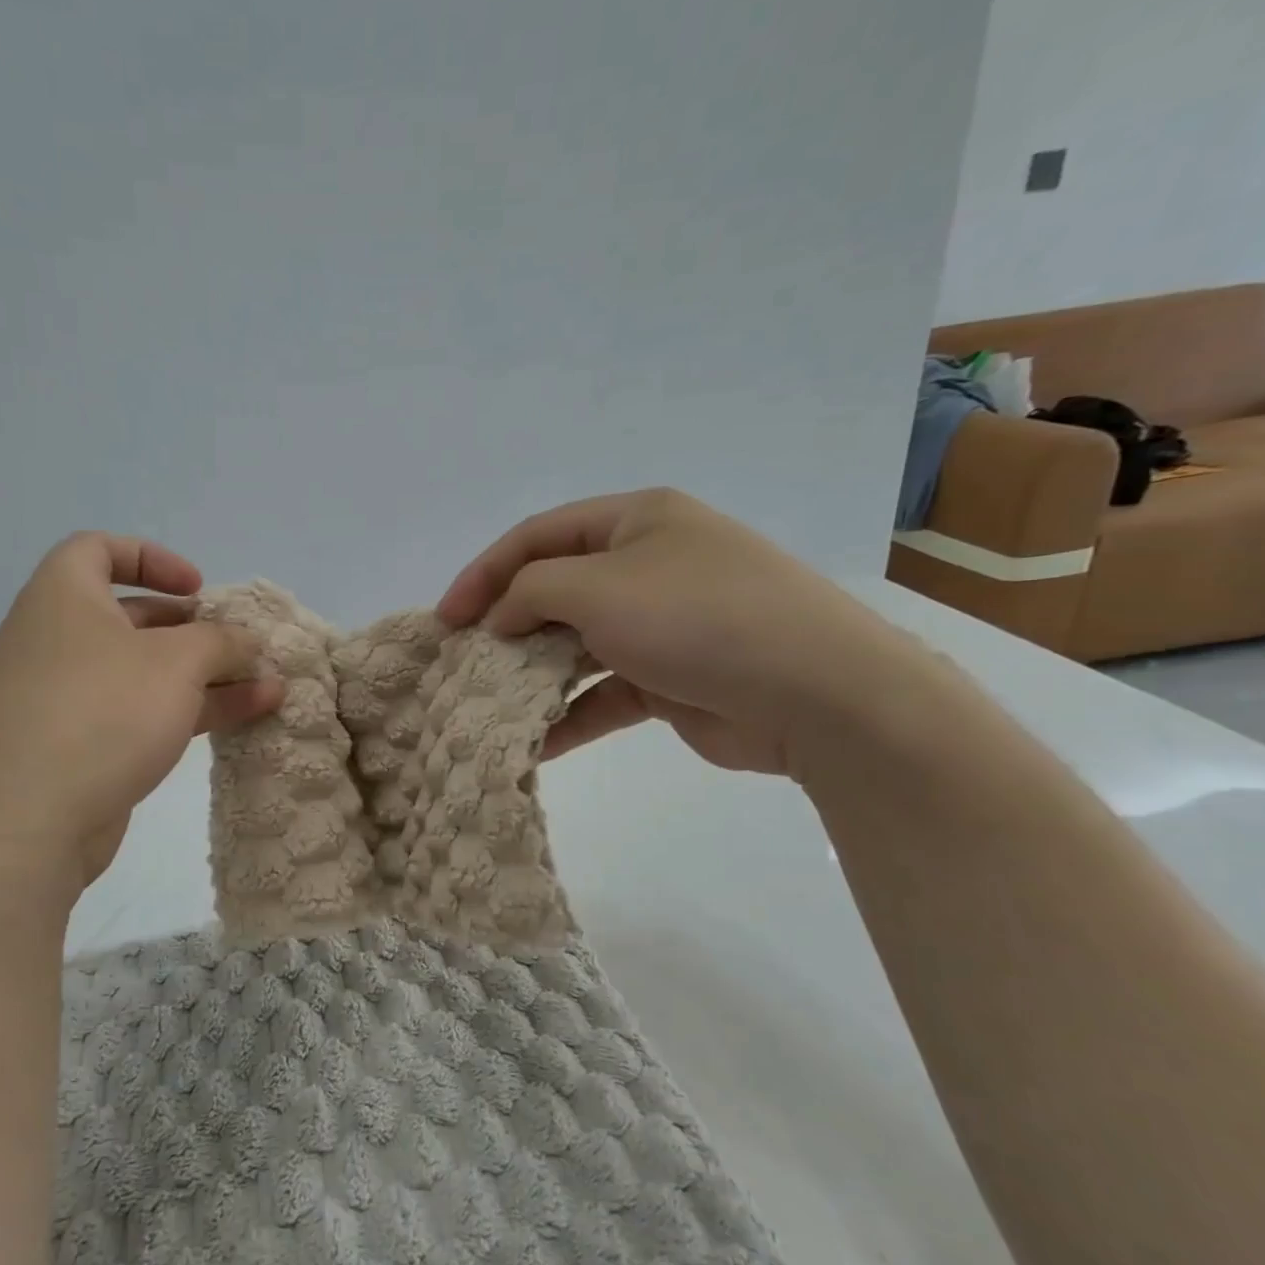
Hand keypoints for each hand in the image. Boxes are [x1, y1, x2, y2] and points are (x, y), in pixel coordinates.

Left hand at [0, 532, 282, 890]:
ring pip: (144, 673)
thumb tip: (248, 642)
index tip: (197, 588)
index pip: (98, 550)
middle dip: (195, 631)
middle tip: (240, 647)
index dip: (152, 558)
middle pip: (133, 618)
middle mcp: (57, 640)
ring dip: (206, 677)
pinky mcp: (79, 747)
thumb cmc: (102, 712)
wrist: (26, 822)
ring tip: (268, 689)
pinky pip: (139, 714)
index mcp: (63, 597)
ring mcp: (65, 698)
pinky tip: (241, 722)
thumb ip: (221, 642)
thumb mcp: (177, 663)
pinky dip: (186, 712)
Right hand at [438, 489, 935, 778]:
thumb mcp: (598, 587)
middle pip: (555, 589)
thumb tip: (501, 618)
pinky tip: (536, 743)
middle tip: (465, 662)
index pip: (538, 536)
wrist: (818, 693)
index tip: (446, 619)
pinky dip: (571, 714)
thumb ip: (530, 591)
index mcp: (636, 520)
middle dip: (507, 626)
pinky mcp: (671, 678)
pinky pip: (605, 691)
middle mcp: (647, 565)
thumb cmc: (697, 617)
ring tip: (490, 703)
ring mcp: (662, 623)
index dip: (484, 572)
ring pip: (577, 644)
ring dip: (534, 674)